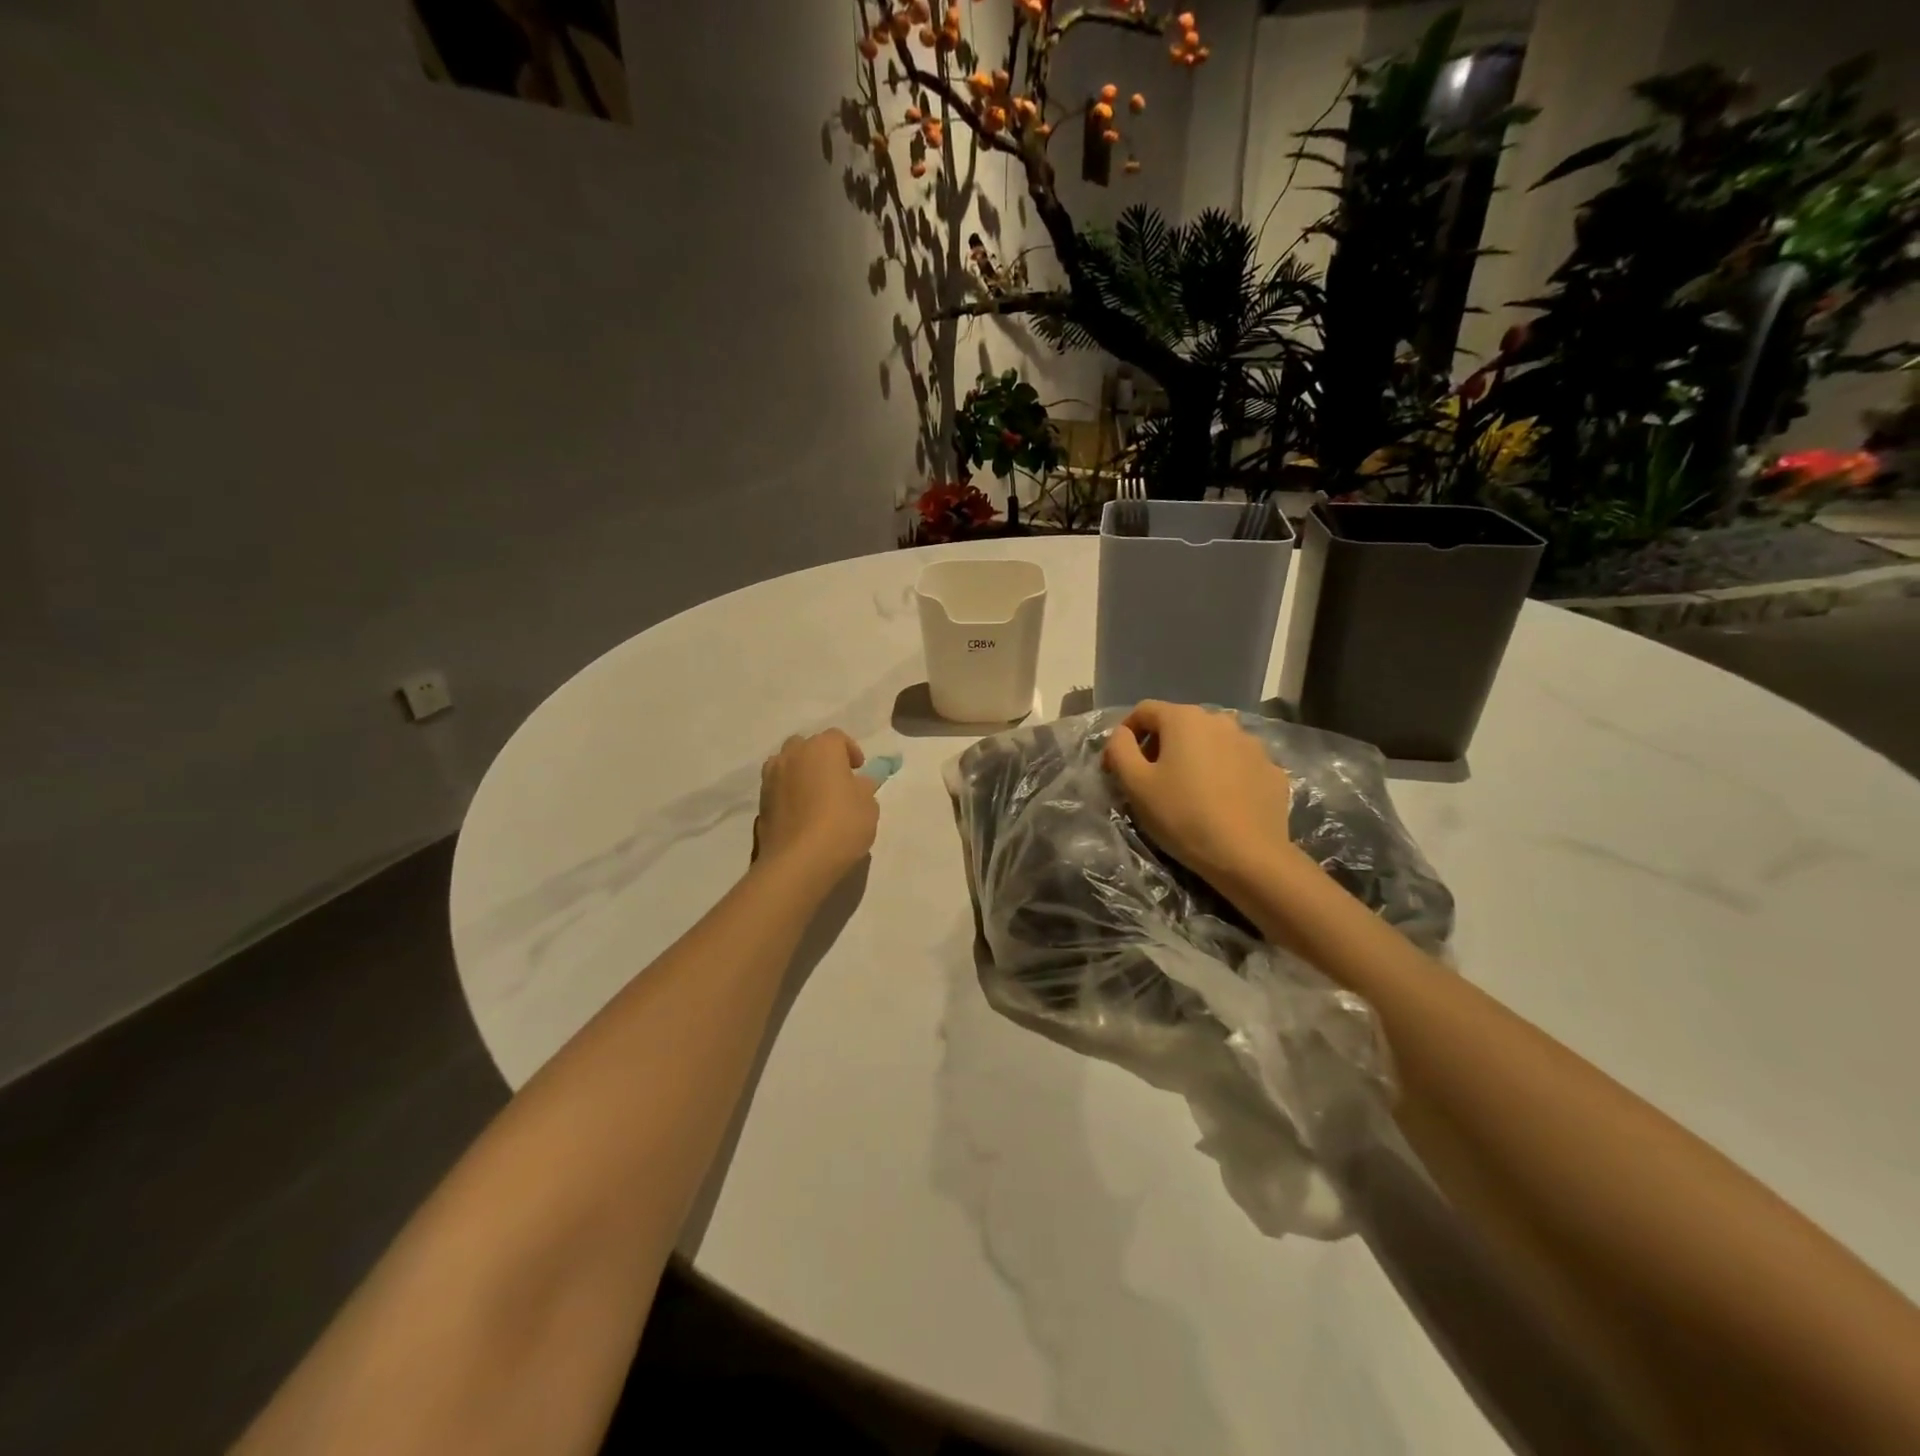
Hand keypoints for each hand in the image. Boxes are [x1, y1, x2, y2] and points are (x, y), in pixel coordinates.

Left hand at [753, 730, 879, 887]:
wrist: (798, 862)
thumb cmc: (842, 825)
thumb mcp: (868, 806)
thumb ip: (863, 788)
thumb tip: (857, 783)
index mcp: (822, 748)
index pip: (837, 738)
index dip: (850, 751)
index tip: (858, 769)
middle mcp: (792, 755)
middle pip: (807, 746)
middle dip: (820, 758)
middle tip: (835, 780)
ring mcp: (771, 778)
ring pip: (787, 765)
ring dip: (800, 773)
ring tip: (814, 796)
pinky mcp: (760, 803)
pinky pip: (777, 788)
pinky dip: (788, 794)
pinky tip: (800, 815)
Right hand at [1102, 701, 1296, 892]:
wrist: (1248, 856)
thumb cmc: (1182, 815)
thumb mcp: (1135, 783)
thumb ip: (1120, 748)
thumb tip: (1122, 735)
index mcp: (1185, 719)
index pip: (1144, 711)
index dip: (1125, 735)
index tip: (1117, 766)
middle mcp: (1221, 721)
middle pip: (1179, 724)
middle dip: (1159, 747)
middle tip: (1150, 781)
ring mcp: (1252, 744)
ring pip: (1210, 743)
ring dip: (1193, 759)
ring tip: (1187, 792)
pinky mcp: (1271, 770)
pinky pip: (1236, 764)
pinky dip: (1222, 775)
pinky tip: (1219, 802)